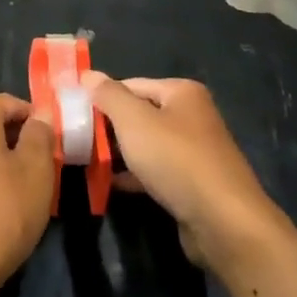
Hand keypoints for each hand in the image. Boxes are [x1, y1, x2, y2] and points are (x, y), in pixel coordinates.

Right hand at [87, 74, 278, 271]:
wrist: (223, 222)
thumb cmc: (176, 159)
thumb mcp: (134, 121)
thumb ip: (109, 96)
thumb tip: (88, 74)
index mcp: (181, 92)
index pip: (130, 84)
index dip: (101, 97)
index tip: (73, 113)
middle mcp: (191, 115)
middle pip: (139, 113)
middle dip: (108, 126)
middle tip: (76, 139)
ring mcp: (194, 150)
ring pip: (146, 144)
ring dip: (119, 152)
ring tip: (86, 161)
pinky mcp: (192, 182)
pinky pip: (156, 170)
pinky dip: (134, 174)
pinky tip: (110, 183)